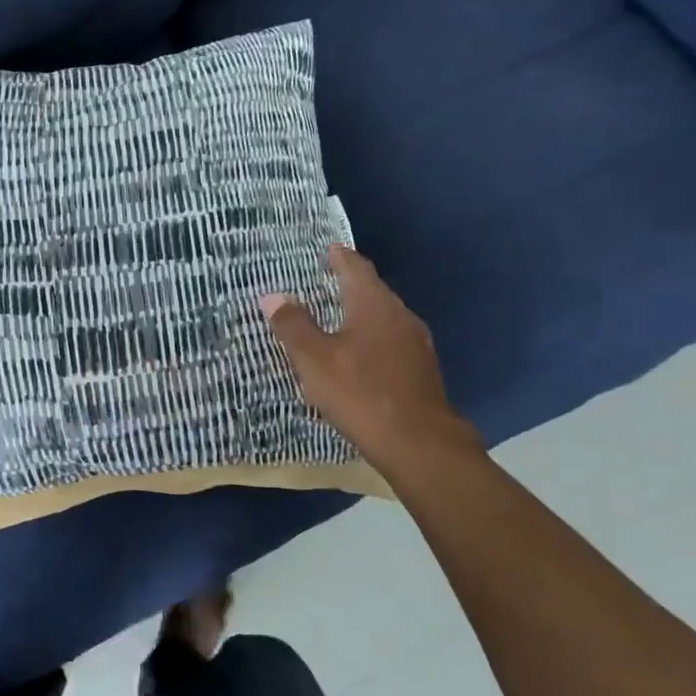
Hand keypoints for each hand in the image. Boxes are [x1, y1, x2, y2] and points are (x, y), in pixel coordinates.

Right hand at [261, 245, 480, 478]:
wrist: (421, 446)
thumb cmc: (361, 393)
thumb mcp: (314, 360)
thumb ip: (293, 326)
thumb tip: (272, 296)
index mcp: (373, 305)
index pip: (356, 268)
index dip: (340, 257)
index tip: (328, 249)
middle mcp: (400, 316)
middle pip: (373, 291)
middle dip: (349, 285)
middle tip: (324, 282)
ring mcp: (416, 345)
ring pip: (384, 318)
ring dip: (361, 314)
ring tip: (337, 319)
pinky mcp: (422, 372)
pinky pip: (391, 343)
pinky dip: (372, 340)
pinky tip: (359, 358)